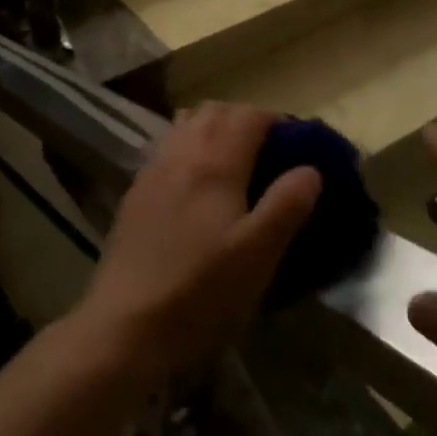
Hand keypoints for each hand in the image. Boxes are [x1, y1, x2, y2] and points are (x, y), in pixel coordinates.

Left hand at [72, 103, 321, 384]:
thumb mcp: (258, 256)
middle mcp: (181, 153)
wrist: (125, 324)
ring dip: (213, 128)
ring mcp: (153, 170)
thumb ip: (286, 205)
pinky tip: (195, 184)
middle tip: (268, 152)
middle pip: (215, 111)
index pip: (248, 115)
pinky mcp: (136, 192)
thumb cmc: (201, 292)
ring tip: (234, 162)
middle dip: (245, 119)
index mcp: (215, 162)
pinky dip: (188, 147)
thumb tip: (310, 169)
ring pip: (186, 124)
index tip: (296, 145)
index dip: (276, 121)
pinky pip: (167, 147)